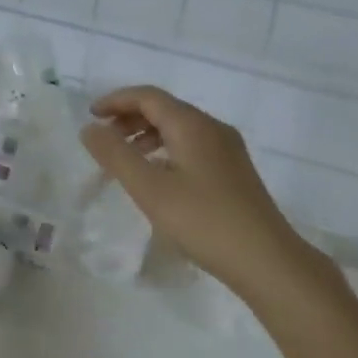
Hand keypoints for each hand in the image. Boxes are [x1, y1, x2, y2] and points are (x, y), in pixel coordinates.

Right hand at [80, 85, 326, 298]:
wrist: (267, 261)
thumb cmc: (204, 221)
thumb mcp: (149, 188)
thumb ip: (115, 155)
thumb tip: (90, 128)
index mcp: (192, 124)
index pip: (148, 96)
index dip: (115, 101)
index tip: (90, 116)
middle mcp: (212, 128)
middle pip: (164, 109)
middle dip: (129, 118)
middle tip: (103, 140)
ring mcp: (227, 150)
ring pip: (179, 128)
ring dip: (146, 135)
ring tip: (124, 160)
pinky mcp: (234, 172)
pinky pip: (191, 146)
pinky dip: (165, 150)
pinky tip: (157, 177)